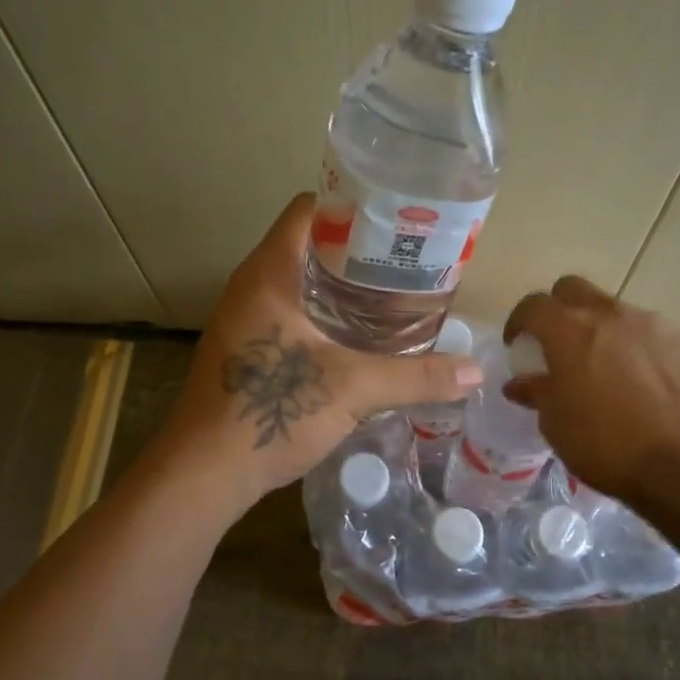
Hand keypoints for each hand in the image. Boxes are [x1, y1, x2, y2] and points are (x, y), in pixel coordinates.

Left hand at [154, 194, 483, 512]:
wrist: (203, 473)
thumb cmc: (270, 412)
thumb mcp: (353, 389)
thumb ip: (416, 376)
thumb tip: (476, 371)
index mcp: (270, 272)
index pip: (310, 209)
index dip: (354, 206)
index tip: (398, 222)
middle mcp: (253, 284)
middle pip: (310, 243)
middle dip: (359, 248)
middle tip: (409, 260)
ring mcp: (246, 316)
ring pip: (302, 280)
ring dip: (344, 283)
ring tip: (394, 294)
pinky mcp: (248, 346)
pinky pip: (293, 309)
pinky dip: (327, 311)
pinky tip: (361, 335)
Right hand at [502, 276, 679, 506]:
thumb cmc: (610, 445)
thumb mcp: (558, 427)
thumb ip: (538, 394)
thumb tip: (520, 383)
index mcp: (569, 330)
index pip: (533, 306)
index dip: (519, 322)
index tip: (517, 344)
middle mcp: (609, 314)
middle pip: (573, 289)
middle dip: (557, 309)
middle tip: (556, 342)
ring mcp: (651, 323)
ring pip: (612, 309)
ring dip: (598, 328)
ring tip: (600, 366)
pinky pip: (646, 331)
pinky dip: (632, 345)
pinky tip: (638, 380)